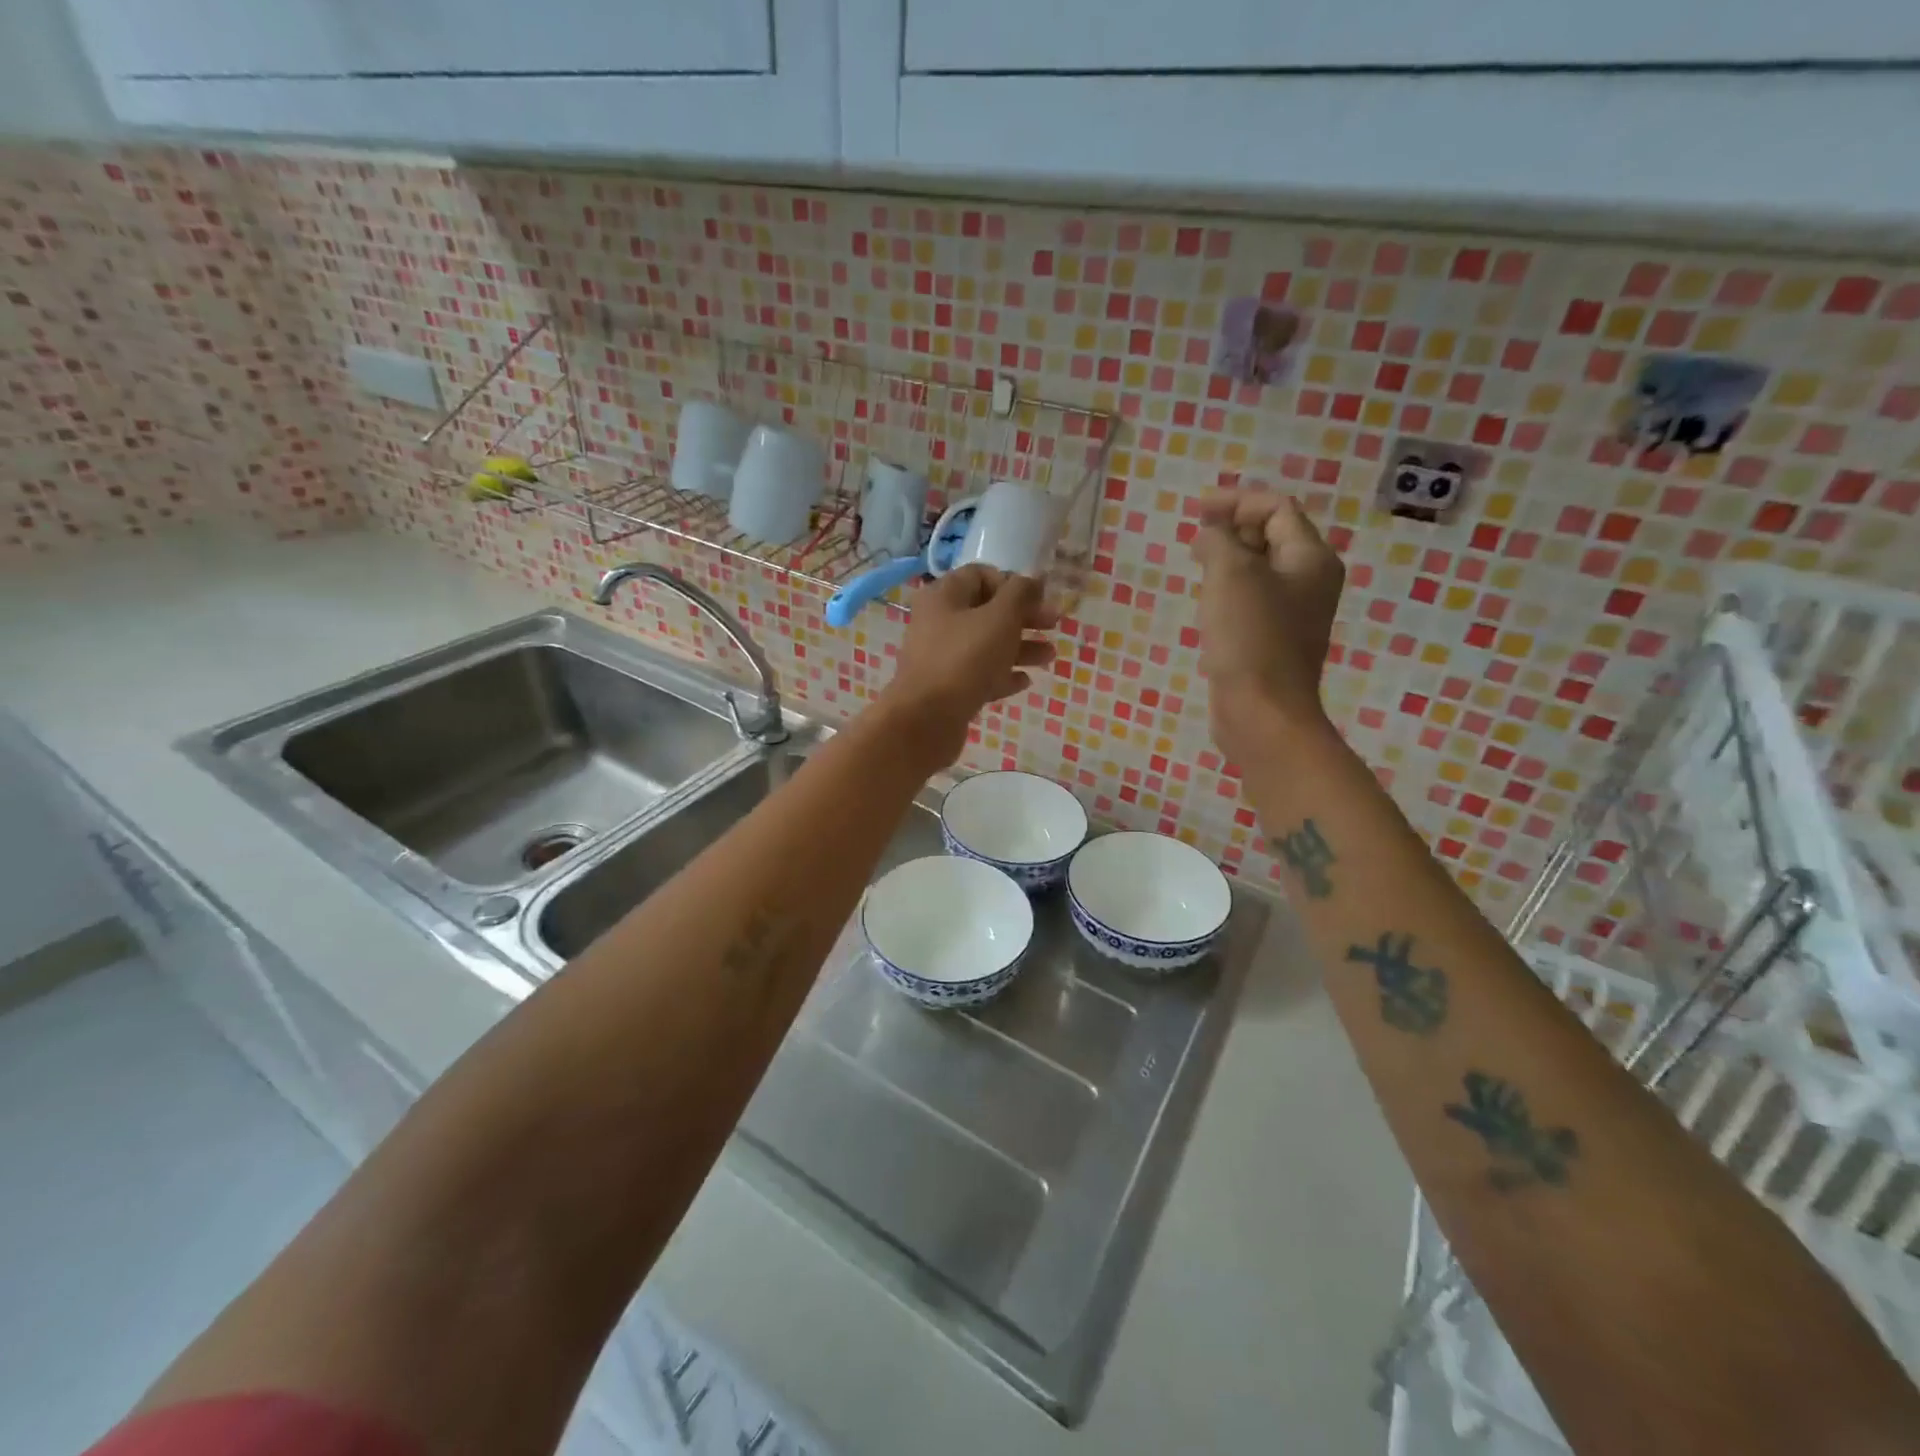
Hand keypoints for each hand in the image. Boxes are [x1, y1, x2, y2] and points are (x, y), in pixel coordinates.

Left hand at [880, 566, 1057, 767]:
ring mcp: (940, 657)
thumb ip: (1020, 594)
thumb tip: (1033, 580)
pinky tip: (1024, 682)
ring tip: (1049, 657)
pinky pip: (979, 675)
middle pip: (986, 611)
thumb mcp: (1000, 618)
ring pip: (986, 645)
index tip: (1039, 598)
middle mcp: (938, 622)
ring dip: (1020, 647)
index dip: (1012, 583)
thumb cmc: (965, 659)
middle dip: (1023, 617)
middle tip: (1053, 625)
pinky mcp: (946, 688)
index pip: (980, 575)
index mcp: (943, 596)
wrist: (926, 720)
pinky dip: (1002, 675)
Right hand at [1191, 491, 1344, 754]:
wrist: (1261, 712)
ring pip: (1260, 570)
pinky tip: (1206, 604)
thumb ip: (1218, 540)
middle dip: (1233, 529)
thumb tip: (1210, 535)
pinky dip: (1229, 591)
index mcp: (1311, 558)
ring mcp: (1294, 614)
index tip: (1196, 511)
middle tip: (1195, 538)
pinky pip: (1252, 601)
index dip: (1237, 501)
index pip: (1277, 508)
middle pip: (1272, 536)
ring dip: (1228, 560)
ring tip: (1197, 566)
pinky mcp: (1273, 641)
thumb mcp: (1230, 574)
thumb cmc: (1249, 637)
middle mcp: (1310, 581)